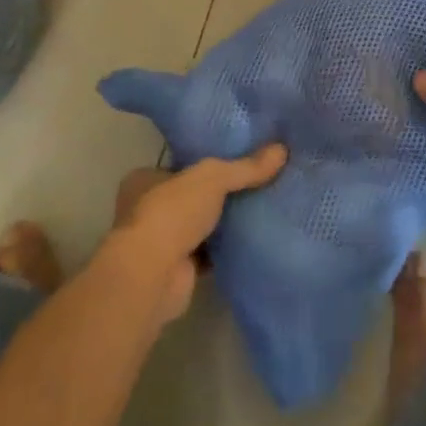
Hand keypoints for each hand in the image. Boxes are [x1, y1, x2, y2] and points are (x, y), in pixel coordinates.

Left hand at [109, 145, 285, 322]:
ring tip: (263, 208)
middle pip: (192, 196)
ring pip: (200, 226)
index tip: (239, 160)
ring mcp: (161, 242)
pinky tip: (253, 240)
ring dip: (223, 223)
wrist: (153, 276)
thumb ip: (245, 166)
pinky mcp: (176, 270)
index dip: (207, 163)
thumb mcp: (213, 178)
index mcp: (144, 180)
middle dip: (219, 195)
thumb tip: (282, 149)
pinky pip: (208, 254)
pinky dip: (226, 249)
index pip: (181, 166)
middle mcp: (147, 209)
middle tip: (257, 183)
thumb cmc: (171, 213)